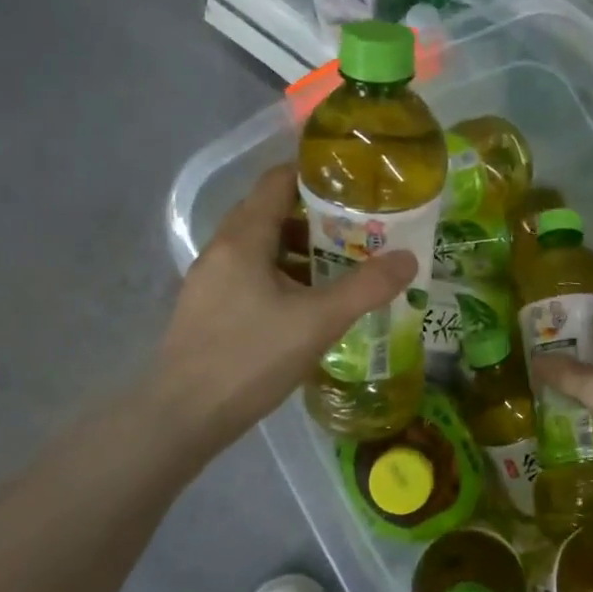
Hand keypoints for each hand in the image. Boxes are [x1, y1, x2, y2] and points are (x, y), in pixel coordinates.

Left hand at [152, 164, 417, 451]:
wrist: (183, 416)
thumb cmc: (250, 358)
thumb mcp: (317, 322)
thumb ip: (365, 288)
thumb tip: (409, 259)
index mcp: (242, 238)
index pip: (277, 181)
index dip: (316, 175)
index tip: (356, 184)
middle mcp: (221, 249)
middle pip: (271, 214)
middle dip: (317, 218)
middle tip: (361, 230)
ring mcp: (210, 281)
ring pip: (262, 250)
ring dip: (301, 252)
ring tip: (343, 268)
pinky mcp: (209, 310)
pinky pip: (251, 277)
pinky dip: (283, 278)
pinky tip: (308, 307)